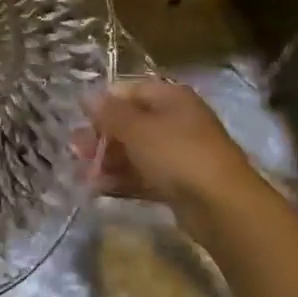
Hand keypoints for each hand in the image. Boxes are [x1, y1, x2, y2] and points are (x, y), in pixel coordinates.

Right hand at [85, 78, 271, 244]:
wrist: (222, 205)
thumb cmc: (177, 153)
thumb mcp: (137, 128)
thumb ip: (110, 113)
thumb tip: (87, 97)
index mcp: (171, 98)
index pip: (130, 92)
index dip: (104, 104)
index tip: (79, 119)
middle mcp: (176, 121)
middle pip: (131, 123)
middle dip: (101, 137)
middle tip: (75, 151)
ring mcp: (179, 154)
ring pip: (136, 153)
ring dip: (107, 162)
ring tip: (80, 175)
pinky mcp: (178, 184)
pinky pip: (144, 177)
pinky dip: (122, 181)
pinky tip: (97, 190)